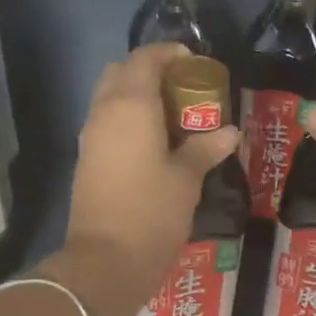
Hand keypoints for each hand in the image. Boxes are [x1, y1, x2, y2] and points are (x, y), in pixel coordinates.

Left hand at [51, 43, 240, 315]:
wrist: (105, 260)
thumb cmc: (152, 212)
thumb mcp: (187, 178)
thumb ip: (206, 148)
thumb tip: (229, 132)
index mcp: (131, 105)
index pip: (145, 59)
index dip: (169, 54)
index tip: (194, 63)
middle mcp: (104, 112)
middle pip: (120, 72)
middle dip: (149, 72)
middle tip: (182, 90)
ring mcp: (90, 136)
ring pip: (109, 98)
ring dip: (136, 96)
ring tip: (172, 117)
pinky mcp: (86, 159)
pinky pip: (106, 122)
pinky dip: (127, 119)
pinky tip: (153, 142)